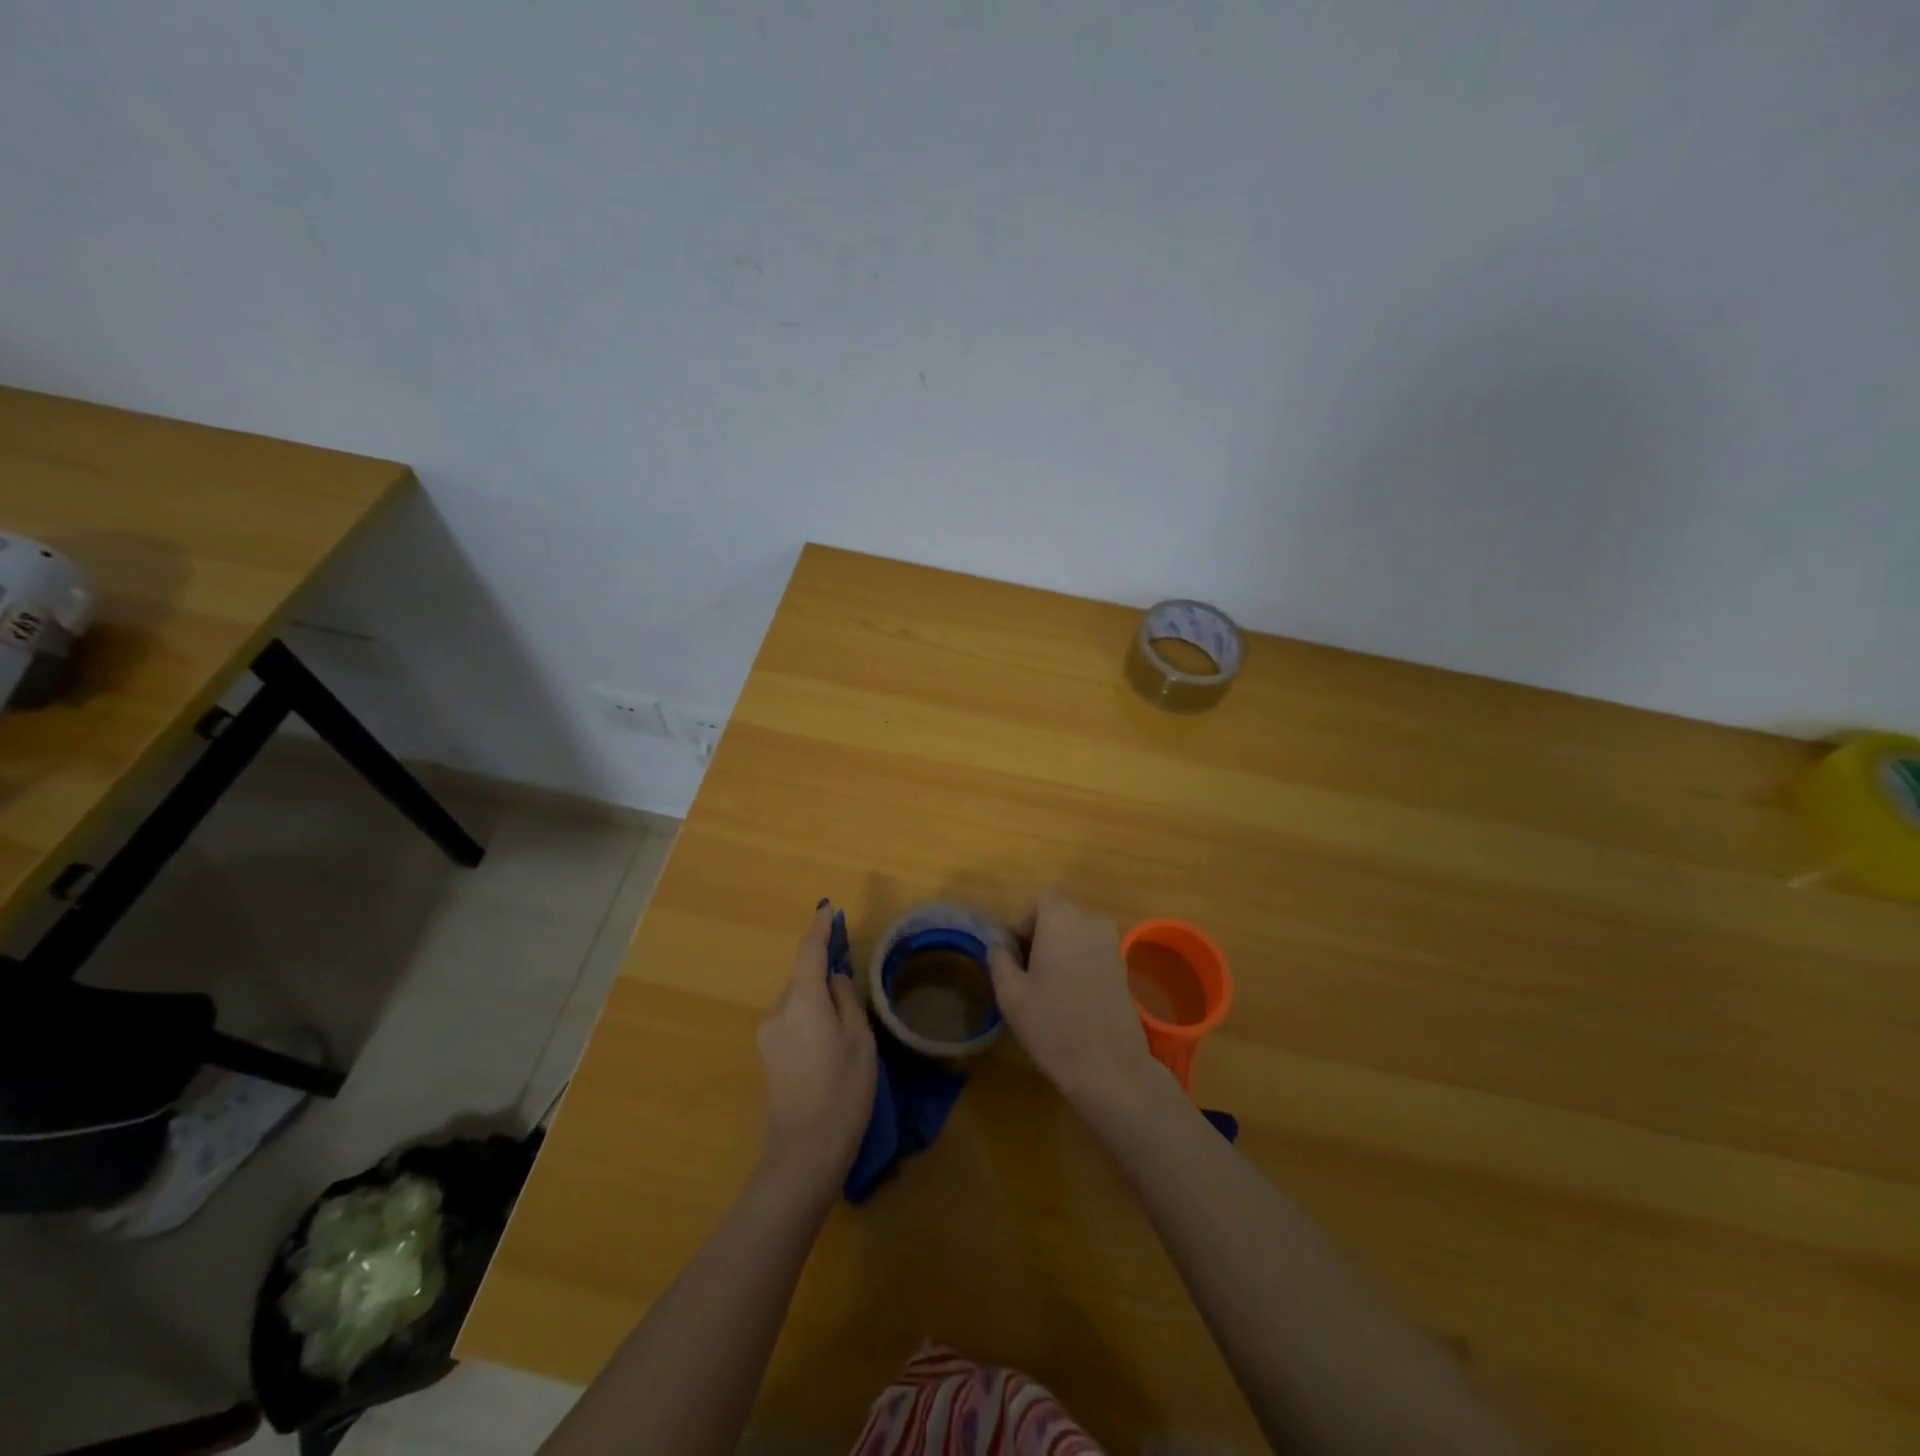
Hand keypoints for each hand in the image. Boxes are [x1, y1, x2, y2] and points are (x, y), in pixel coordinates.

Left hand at [755, 903, 876, 1194]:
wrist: (804, 1155)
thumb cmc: (843, 1092)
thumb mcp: (860, 1041)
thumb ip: (847, 1000)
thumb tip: (835, 978)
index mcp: (802, 1001)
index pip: (809, 952)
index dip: (820, 929)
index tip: (828, 908)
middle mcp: (778, 1012)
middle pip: (803, 980)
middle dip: (825, 977)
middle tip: (854, 994)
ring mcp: (768, 1036)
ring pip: (798, 1004)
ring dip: (819, 1005)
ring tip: (846, 1035)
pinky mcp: (767, 1058)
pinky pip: (792, 1024)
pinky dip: (810, 1023)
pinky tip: (829, 1051)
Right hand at [988, 891, 1165, 1107]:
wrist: (1108, 1065)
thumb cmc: (1052, 1024)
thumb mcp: (1010, 994)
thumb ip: (1000, 960)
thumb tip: (999, 946)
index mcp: (1061, 920)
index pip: (1041, 900)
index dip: (1024, 921)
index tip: (1014, 952)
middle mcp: (1091, 923)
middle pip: (1061, 914)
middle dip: (1041, 934)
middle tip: (1026, 970)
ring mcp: (1113, 945)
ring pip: (1079, 934)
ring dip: (1062, 948)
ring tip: (1048, 985)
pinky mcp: (1125, 969)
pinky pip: (1095, 952)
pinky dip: (1080, 963)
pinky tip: (1071, 997)